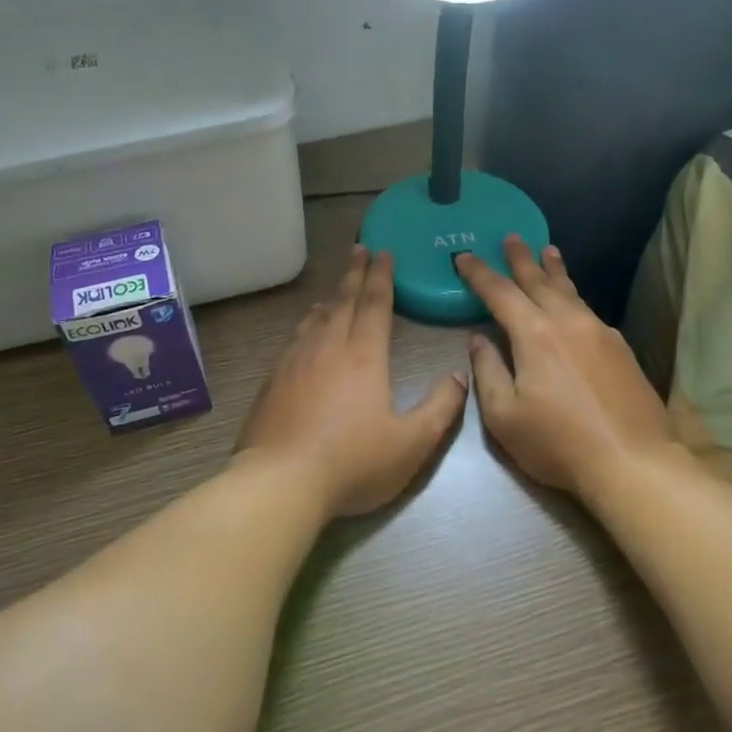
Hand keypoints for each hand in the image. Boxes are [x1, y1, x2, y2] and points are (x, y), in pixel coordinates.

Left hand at [235, 245, 468, 516]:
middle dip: (355, 274)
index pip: (375, 304)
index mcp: (364, 355)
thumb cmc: (352, 462)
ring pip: (316, 317)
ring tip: (336, 289)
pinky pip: (295, 338)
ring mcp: (295, 361)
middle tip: (359, 250)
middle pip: (343, 301)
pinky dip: (306, 324)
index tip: (383, 253)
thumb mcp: (411, 443)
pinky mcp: (273, 380)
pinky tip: (305, 331)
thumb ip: (440, 408)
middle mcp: (328, 347)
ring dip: (330, 297)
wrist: (280, 481)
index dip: (381, 277)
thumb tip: (459, 376)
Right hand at [457, 237, 675, 502]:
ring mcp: (599, 331)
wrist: (633, 461)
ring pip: (570, 291)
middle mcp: (567, 321)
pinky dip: (573, 295)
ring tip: (548, 250)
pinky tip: (573, 302)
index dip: (479, 273)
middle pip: (538, 280)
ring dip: (554, 269)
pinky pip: (588, 309)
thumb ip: (488, 371)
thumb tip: (479, 339)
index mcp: (534, 333)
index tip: (463, 257)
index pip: (499, 292)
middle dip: (520, 258)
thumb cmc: (558, 442)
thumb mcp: (504, 416)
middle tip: (511, 236)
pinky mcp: (620, 347)